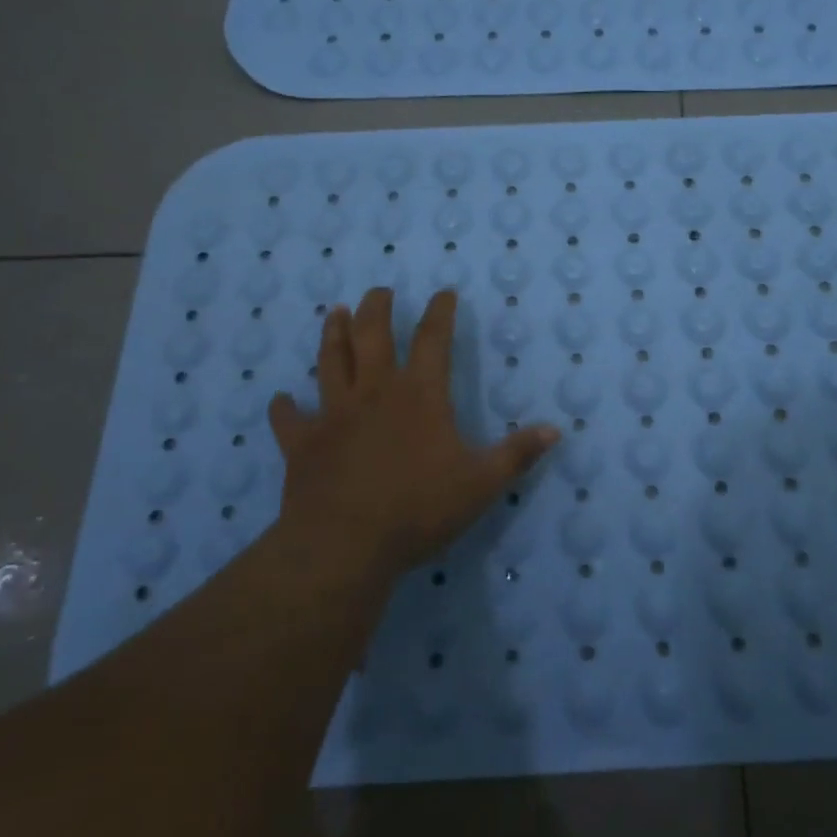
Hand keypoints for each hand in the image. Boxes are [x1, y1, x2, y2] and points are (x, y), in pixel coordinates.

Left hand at [268, 288, 559, 579]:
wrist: (344, 546)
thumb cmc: (418, 509)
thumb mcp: (481, 484)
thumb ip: (517, 454)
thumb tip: (557, 430)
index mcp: (419, 394)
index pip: (434, 339)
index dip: (440, 312)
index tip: (443, 292)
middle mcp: (375, 391)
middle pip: (372, 335)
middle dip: (377, 308)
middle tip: (379, 291)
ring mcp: (334, 414)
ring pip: (330, 361)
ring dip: (332, 335)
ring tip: (334, 313)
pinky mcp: (303, 443)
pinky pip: (289, 419)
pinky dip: (283, 408)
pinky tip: (280, 399)